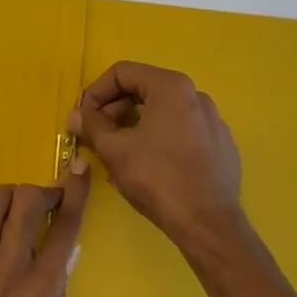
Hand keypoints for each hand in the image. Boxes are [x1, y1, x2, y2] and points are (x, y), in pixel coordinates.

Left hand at [0, 167, 88, 296]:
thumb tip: (63, 266)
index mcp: (41, 290)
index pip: (65, 226)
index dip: (76, 192)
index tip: (80, 170)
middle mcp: (9, 268)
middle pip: (28, 202)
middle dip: (41, 190)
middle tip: (45, 200)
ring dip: (9, 197)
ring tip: (13, 209)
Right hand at [70, 61, 242, 247]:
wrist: (207, 223)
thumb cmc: (157, 178)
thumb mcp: (115, 150)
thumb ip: (92, 125)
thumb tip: (76, 115)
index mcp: (172, 87)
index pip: (122, 73)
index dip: (95, 92)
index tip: (82, 118)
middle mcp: (196, 96)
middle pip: (144, 90)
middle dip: (114, 110)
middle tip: (96, 136)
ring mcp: (212, 121)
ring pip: (162, 113)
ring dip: (133, 127)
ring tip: (117, 154)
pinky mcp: (220, 146)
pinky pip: (181, 133)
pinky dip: (158, 141)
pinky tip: (147, 168)